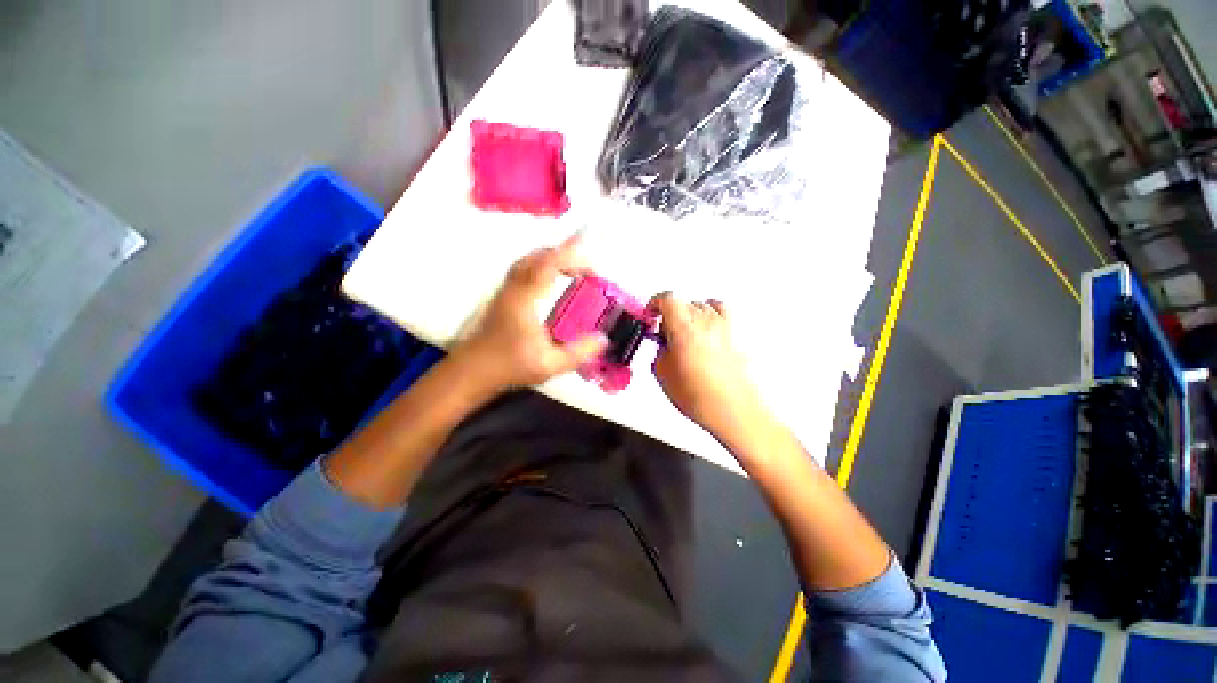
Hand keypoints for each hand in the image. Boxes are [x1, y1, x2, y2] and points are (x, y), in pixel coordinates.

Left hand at [452, 235, 607, 393]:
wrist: (472, 371)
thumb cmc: (510, 367)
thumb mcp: (550, 365)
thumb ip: (579, 353)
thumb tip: (603, 340)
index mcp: (525, 300)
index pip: (549, 265)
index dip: (572, 257)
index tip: (593, 267)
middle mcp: (514, 288)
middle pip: (538, 256)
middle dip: (565, 254)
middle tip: (586, 267)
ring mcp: (506, 290)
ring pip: (528, 260)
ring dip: (552, 258)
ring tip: (572, 269)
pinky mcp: (503, 296)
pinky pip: (524, 269)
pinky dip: (541, 266)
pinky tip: (550, 280)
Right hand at [650, 293, 765, 439]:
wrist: (731, 410)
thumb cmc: (698, 396)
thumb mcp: (662, 374)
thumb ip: (659, 352)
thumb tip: (663, 346)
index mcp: (683, 328)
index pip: (667, 299)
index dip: (654, 304)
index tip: (649, 315)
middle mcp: (704, 321)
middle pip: (682, 303)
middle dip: (669, 315)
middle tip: (663, 335)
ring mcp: (722, 325)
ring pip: (699, 306)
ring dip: (687, 316)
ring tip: (683, 336)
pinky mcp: (733, 334)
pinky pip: (720, 311)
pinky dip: (709, 312)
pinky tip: (704, 327)